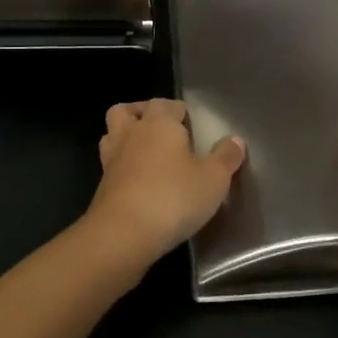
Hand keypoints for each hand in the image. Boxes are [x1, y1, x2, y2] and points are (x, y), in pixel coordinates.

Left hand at [83, 99, 245, 264]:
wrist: (123, 233)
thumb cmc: (173, 197)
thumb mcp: (213, 179)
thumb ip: (226, 157)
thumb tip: (235, 140)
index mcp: (159, 124)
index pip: (165, 104)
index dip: (178, 110)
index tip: (191, 124)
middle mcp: (131, 134)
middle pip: (126, 110)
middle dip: (142, 114)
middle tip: (162, 131)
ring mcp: (112, 159)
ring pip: (112, 134)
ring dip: (126, 136)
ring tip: (146, 152)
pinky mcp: (102, 185)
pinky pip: (111, 164)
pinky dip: (122, 165)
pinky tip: (139, 181)